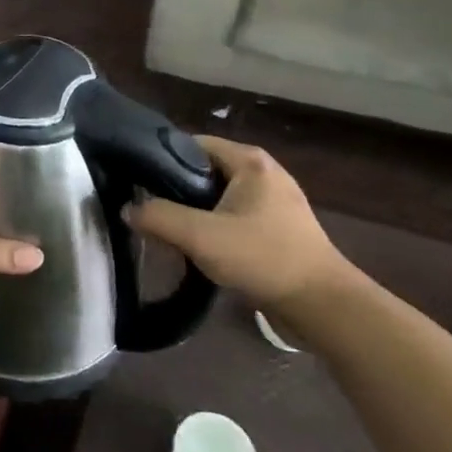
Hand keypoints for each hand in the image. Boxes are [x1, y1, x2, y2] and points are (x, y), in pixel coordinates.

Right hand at [127, 137, 355, 318]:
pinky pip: (234, 216)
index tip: (138, 184)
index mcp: (249, 160)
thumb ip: (158, 217)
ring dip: (194, 213)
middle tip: (150, 213)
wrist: (323, 306)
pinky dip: (215, 228)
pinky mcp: (279, 228)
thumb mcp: (200, 236)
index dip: (161, 161)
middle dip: (176, 191)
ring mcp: (275, 201)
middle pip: (203, 171)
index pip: (191, 144)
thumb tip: (128, 209)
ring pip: (218, 197)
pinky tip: (201, 250)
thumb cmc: (263, 258)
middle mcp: (263, 172)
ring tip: (170, 234)